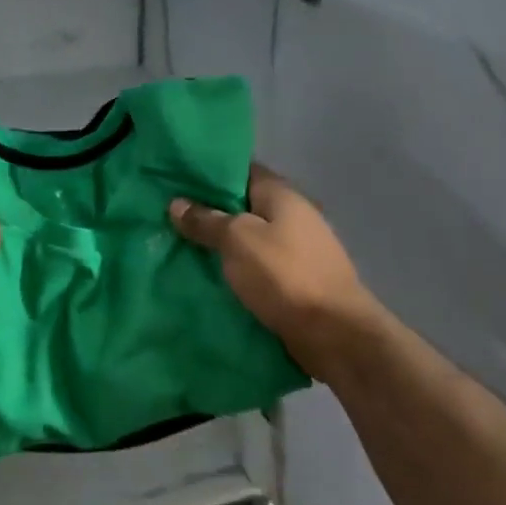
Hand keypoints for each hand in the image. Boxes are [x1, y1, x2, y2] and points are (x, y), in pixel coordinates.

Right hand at [169, 165, 379, 383]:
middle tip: (169, 216)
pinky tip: (207, 277)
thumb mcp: (237, 240)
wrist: (336, 335)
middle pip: (244, 206)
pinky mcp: (296, 282)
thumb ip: (207, 220)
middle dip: (210, 212)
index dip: (210, 173)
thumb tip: (177, 203)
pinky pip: (257, 268)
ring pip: (249, 239)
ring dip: (221, 245)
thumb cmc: (285, 275)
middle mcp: (293, 216)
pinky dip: (236, 270)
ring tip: (180, 247)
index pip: (242, 169)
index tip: (176, 178)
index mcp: (282, 195)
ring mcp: (298, 250)